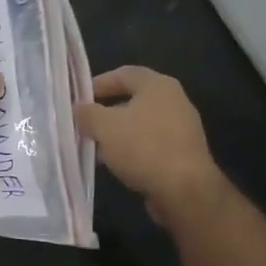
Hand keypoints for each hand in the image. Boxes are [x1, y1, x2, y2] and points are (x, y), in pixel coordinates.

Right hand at [74, 66, 225, 226]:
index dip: (98, 83)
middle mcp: (174, 101)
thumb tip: (79, 109)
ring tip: (96, 147)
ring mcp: (182, 128)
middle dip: (106, 111)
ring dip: (118, 133)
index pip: (123, 73)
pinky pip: (151, 144)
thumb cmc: (143, 147)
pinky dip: (133, 149)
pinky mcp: (184, 153)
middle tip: (85, 123)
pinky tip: (117, 163)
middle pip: (133, 99)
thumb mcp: (103, 126)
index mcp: (158, 85)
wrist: (185, 191)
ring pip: (141, 124)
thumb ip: (87, 113)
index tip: (79, 98)